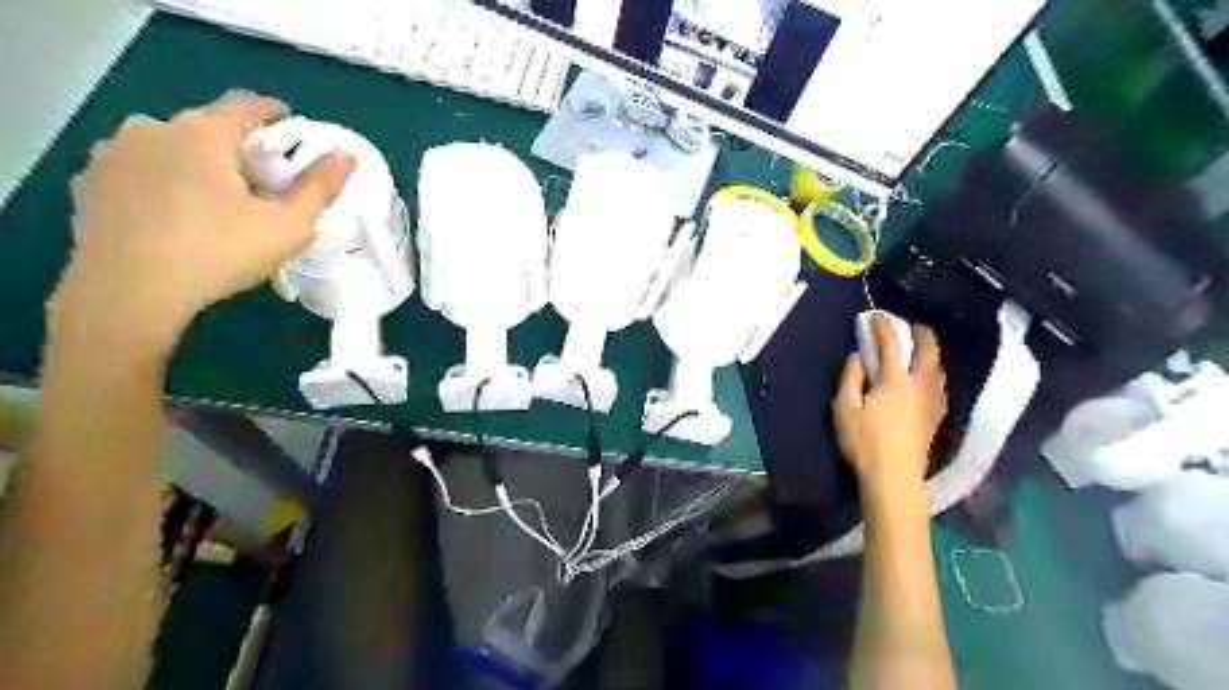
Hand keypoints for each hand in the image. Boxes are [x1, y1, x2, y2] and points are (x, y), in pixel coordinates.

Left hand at [52, 91, 356, 356]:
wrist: (127, 293)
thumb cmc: (219, 253)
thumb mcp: (287, 225)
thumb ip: (319, 187)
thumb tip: (346, 155)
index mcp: (202, 134)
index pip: (245, 105)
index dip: (274, 113)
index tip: (292, 126)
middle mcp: (152, 129)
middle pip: (207, 127)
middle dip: (238, 147)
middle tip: (263, 181)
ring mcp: (113, 154)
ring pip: (171, 148)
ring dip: (199, 163)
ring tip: (219, 200)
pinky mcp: (90, 183)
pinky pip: (141, 171)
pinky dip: (165, 182)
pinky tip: (178, 215)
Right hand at [831, 312, 941, 500]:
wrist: (894, 478)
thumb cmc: (864, 442)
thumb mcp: (844, 408)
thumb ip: (850, 378)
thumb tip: (857, 357)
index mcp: (895, 379)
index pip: (891, 343)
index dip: (883, 326)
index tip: (874, 316)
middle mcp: (920, 385)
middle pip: (928, 350)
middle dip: (920, 333)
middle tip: (909, 325)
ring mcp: (932, 401)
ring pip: (938, 367)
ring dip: (929, 352)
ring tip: (918, 349)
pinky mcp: (936, 417)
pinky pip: (939, 384)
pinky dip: (933, 371)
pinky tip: (926, 379)